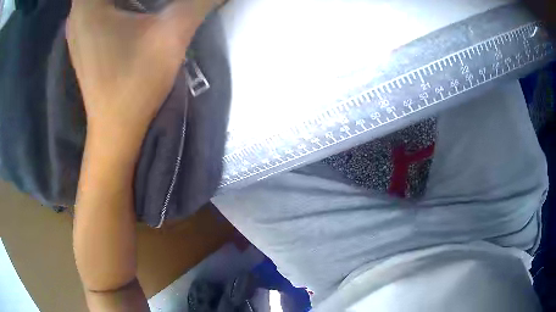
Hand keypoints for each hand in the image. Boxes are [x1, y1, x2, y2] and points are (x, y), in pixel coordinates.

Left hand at [67, 0, 222, 146]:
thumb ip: (200, 1)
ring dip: (124, 0)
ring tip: (144, 6)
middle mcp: (76, 14)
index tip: (154, 4)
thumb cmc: (136, 81)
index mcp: (88, 5)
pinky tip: (131, 12)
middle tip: (152, 4)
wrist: (117, 129)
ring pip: (98, 1)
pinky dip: (115, 7)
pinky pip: (95, 10)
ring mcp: (75, 30)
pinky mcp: (81, 42)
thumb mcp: (172, 33)